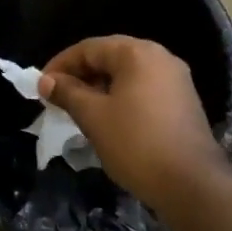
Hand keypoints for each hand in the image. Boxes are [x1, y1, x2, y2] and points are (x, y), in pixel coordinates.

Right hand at [38, 36, 223, 210]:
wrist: (190, 183)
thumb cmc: (135, 143)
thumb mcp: (92, 116)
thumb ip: (67, 92)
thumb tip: (46, 80)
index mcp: (137, 54)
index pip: (89, 48)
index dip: (60, 65)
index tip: (41, 87)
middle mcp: (160, 58)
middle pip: (109, 57)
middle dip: (80, 75)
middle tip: (57, 98)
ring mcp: (176, 80)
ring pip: (126, 74)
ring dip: (98, 88)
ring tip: (77, 110)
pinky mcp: (182, 102)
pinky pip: (142, 89)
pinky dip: (119, 98)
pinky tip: (107, 119)